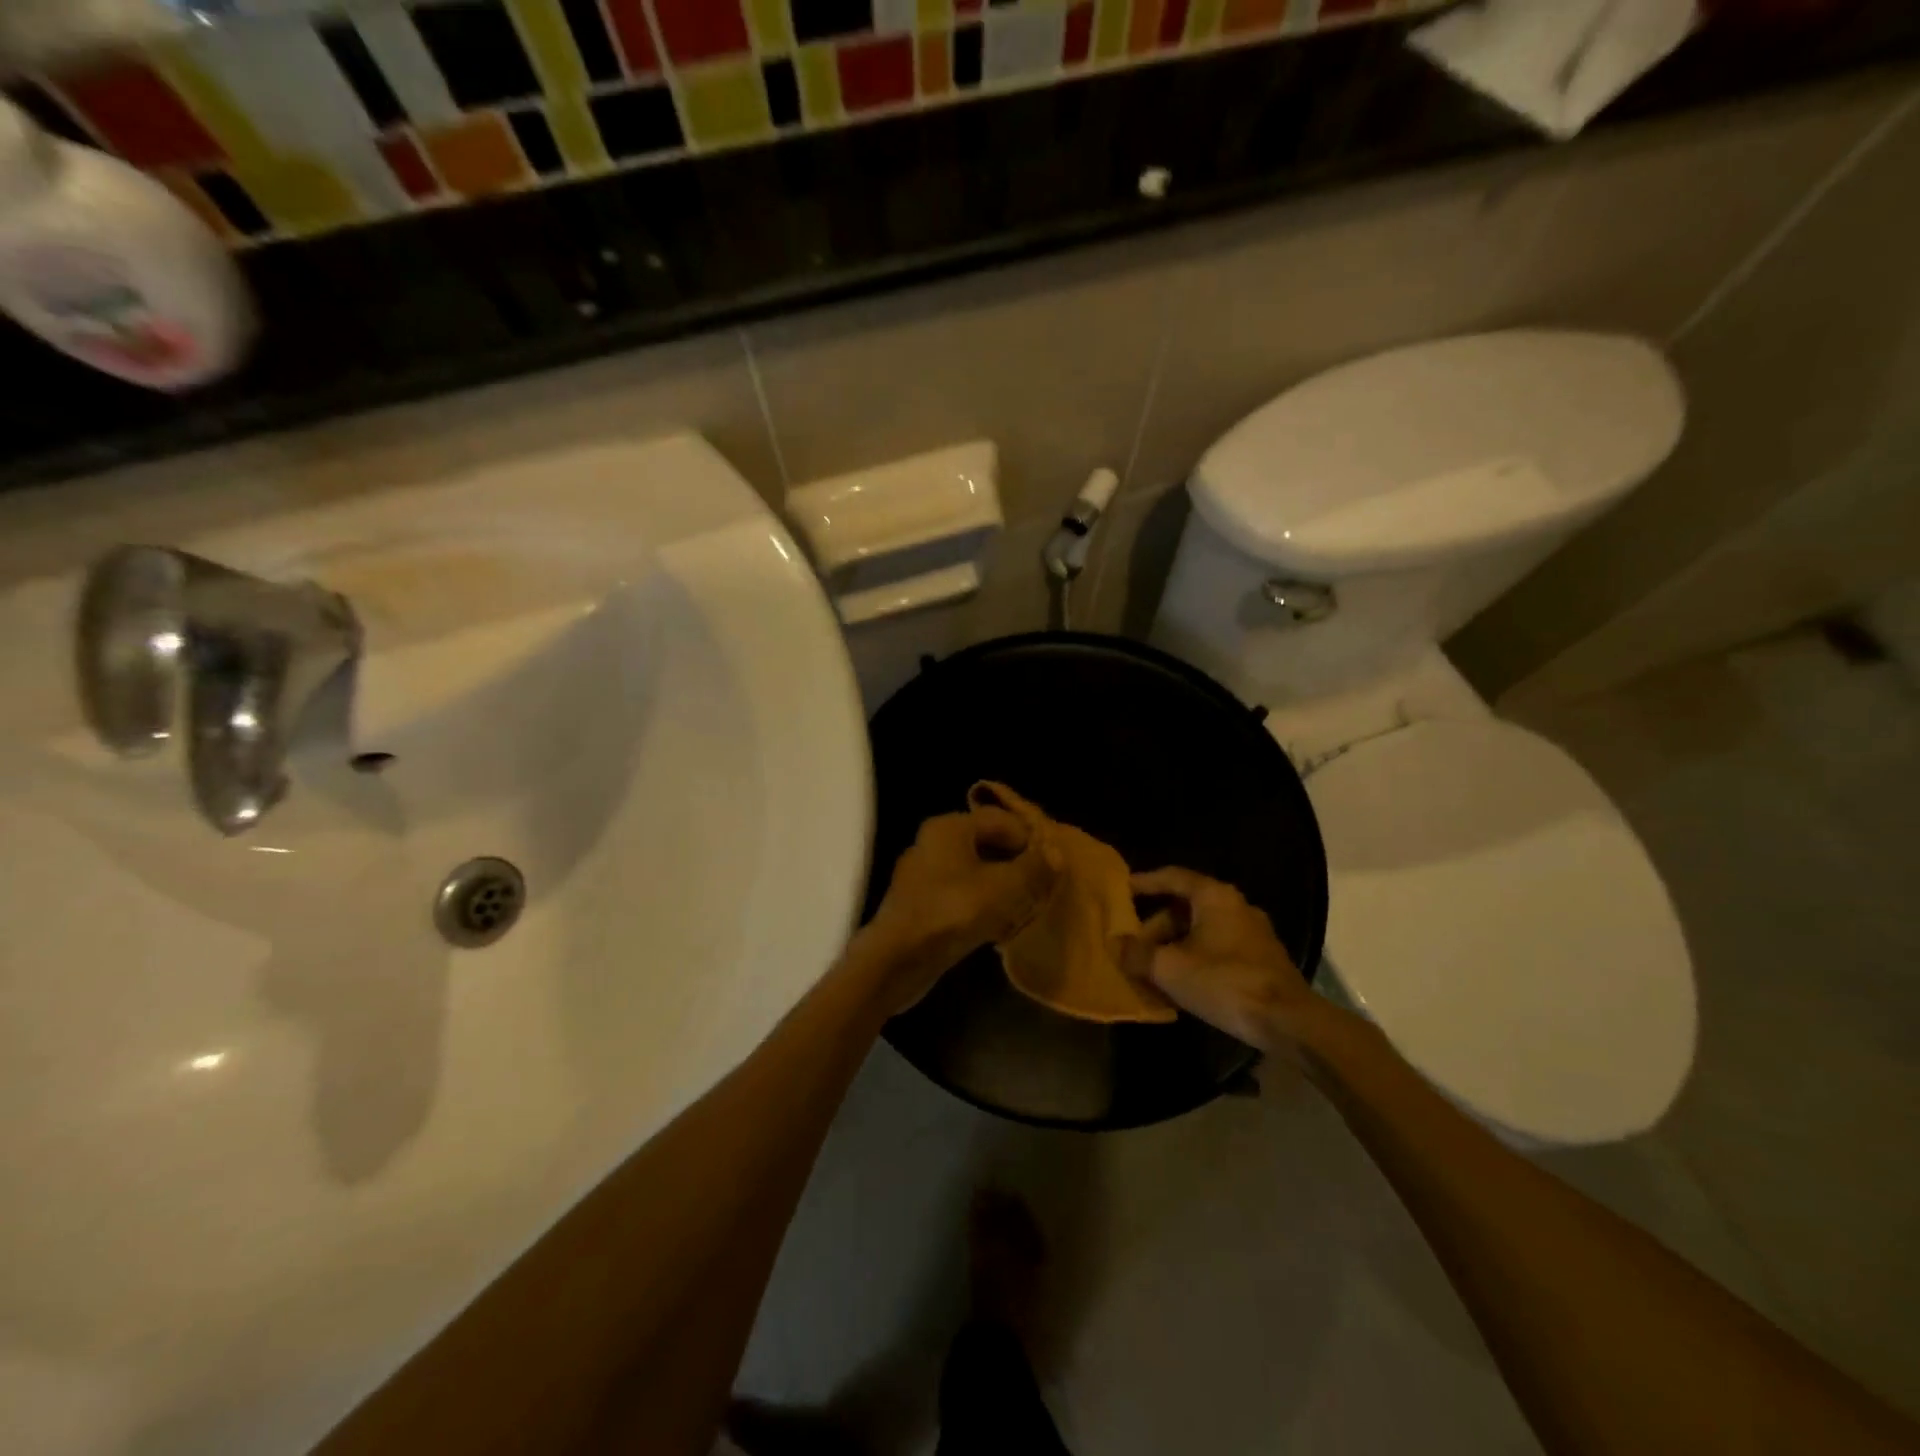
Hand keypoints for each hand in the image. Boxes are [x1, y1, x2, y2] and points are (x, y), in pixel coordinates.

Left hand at [857, 805, 1054, 1015]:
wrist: (897, 960)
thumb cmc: (953, 912)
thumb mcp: (1005, 888)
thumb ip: (1034, 868)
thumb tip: (1055, 853)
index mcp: (950, 827)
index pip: (1002, 820)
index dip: (1031, 840)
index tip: (1053, 866)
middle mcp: (933, 843)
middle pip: (988, 845)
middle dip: (1018, 865)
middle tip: (1043, 888)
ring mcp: (923, 875)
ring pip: (975, 873)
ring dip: (1003, 888)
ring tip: (1027, 909)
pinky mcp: (920, 904)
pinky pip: (961, 896)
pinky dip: (983, 906)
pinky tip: (1000, 928)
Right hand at [1125, 867, 1316, 1050]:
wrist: (1288, 1022)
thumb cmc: (1224, 982)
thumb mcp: (1169, 968)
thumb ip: (1138, 954)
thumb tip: (1116, 944)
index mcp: (1214, 896)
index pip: (1172, 876)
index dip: (1145, 882)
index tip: (1121, 890)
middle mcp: (1236, 905)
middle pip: (1186, 906)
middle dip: (1156, 925)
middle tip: (1134, 945)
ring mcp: (1253, 932)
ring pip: (1203, 929)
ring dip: (1175, 944)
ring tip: (1153, 968)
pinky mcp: (1263, 958)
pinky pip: (1219, 947)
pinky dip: (1196, 956)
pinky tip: (1182, 981)